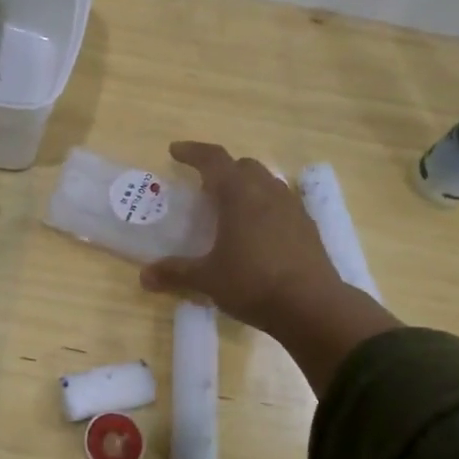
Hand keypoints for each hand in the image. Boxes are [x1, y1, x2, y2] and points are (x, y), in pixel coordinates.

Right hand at [139, 142, 400, 392]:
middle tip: (204, 187)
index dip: (192, 152)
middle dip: (222, 170)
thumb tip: (144, 277)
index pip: (214, 159)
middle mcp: (267, 191)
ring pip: (266, 182)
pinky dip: (265, 206)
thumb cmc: (253, 283)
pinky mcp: (308, 227)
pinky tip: (258, 231)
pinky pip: (282, 203)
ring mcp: (293, 207)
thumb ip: (176, 273)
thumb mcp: (208, 279)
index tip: (175, 151)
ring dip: (246, 186)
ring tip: (231, 208)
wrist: (313, 306)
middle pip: (243, 166)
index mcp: (239, 193)